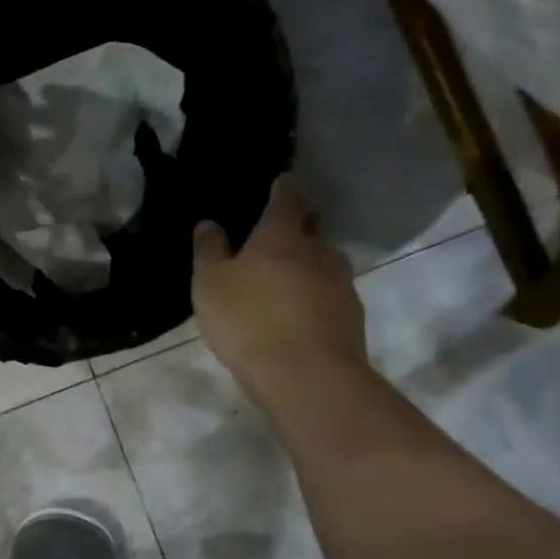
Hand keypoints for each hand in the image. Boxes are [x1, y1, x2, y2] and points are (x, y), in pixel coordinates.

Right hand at [192, 175, 366, 392]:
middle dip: (298, 224)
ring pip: (323, 261)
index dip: (282, 189)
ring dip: (307, 263)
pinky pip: (330, 294)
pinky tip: (298, 313)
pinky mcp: (351, 315)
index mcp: (282, 235)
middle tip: (278, 232)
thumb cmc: (250, 320)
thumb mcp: (210, 285)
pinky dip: (315, 295)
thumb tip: (209, 223)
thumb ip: (209, 251)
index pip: (286, 198)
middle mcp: (318, 250)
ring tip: (285, 279)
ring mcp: (340, 282)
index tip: (280, 183)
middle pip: (312, 226)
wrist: (306, 375)